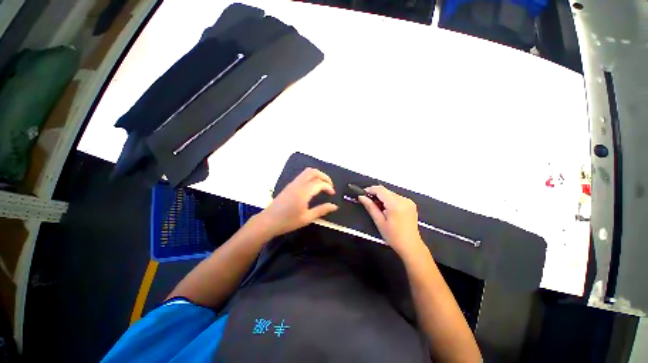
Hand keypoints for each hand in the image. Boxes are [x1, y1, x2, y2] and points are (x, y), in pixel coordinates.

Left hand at [259, 168, 337, 236]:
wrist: (268, 221)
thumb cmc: (288, 221)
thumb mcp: (307, 218)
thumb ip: (322, 210)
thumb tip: (334, 206)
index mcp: (303, 192)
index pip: (319, 183)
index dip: (328, 187)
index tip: (332, 194)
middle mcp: (298, 184)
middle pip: (313, 172)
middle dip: (324, 176)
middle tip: (330, 185)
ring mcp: (292, 184)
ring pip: (307, 172)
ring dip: (317, 175)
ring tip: (323, 185)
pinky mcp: (289, 186)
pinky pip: (302, 176)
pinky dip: (311, 177)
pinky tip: (313, 187)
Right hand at [358, 186, 424, 256]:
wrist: (411, 246)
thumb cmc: (393, 236)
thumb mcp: (379, 221)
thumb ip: (370, 207)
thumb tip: (361, 197)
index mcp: (396, 204)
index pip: (381, 190)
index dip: (370, 189)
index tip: (362, 193)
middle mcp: (404, 200)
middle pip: (386, 191)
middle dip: (376, 194)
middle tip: (368, 201)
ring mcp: (408, 201)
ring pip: (391, 193)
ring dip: (382, 197)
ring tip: (377, 207)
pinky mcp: (410, 204)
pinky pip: (396, 197)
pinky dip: (389, 200)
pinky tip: (386, 209)